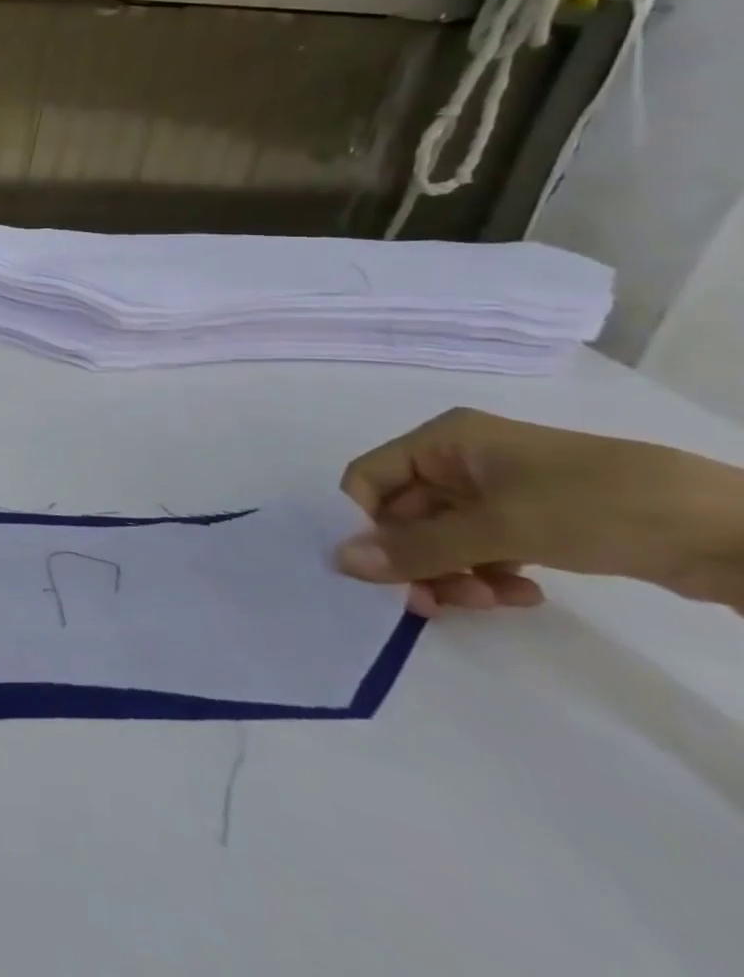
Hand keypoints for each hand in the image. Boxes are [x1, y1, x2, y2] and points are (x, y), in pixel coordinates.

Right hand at [333, 407, 743, 614]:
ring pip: (442, 538)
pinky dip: (488, 575)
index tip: (380, 574)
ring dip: (453, 573)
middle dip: (416, 560)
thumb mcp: (500, 526)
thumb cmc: (595, 504)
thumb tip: (341, 562)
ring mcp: (497, 493)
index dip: (363, 523)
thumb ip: (417, 547)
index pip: (369, 479)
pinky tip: (522, 595)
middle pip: (405, 514)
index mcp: (441, 441)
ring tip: (490, 600)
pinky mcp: (532, 523)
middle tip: (434, 605)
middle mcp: (459, 461)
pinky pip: (482, 550)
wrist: (732, 531)